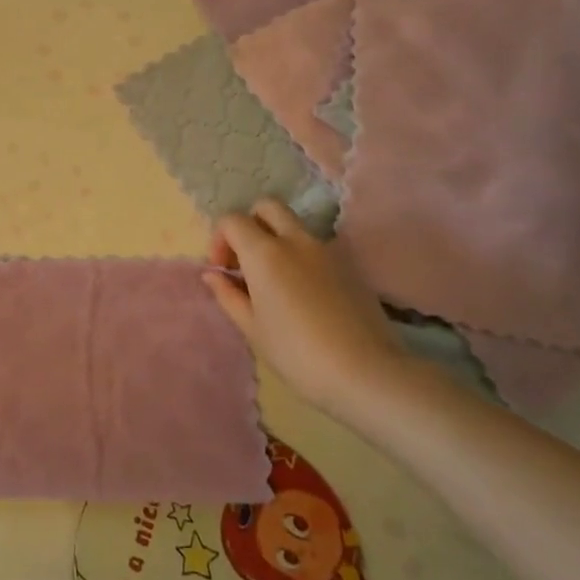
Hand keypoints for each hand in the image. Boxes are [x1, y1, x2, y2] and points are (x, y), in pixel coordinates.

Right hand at [202, 200, 404, 416]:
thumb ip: (228, 295)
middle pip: (267, 206)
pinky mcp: (349, 266)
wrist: (366, 372)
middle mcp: (295, 240)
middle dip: (250, 224)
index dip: (219, 239)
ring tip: (275, 280)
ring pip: (294, 225)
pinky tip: (304, 295)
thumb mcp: (252, 328)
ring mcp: (326, 250)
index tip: (223, 271)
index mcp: (264, 253)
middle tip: (246, 260)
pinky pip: (316, 247)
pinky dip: (301, 257)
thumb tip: (213, 274)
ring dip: (277, 239)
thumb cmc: (297, 353)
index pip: (232, 220)